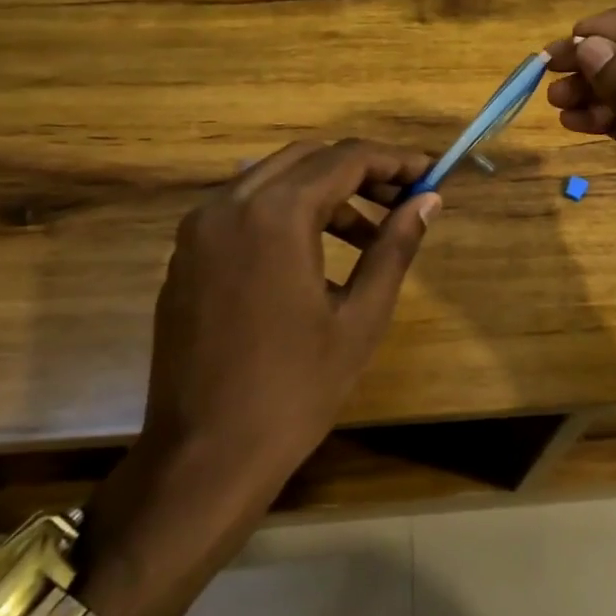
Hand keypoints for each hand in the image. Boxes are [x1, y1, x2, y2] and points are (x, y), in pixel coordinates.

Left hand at [142, 138, 438, 482]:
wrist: (204, 458)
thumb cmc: (294, 391)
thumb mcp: (361, 318)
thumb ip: (395, 247)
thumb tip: (428, 201)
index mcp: (275, 215)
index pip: (346, 159)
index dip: (394, 161)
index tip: (429, 174)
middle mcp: (229, 205)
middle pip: (308, 158)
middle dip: (360, 170)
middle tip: (402, 199)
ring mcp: (199, 229)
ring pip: (273, 179)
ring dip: (324, 192)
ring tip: (367, 236)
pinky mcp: (185, 256)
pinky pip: (244, 209)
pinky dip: (286, 213)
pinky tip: (314, 257)